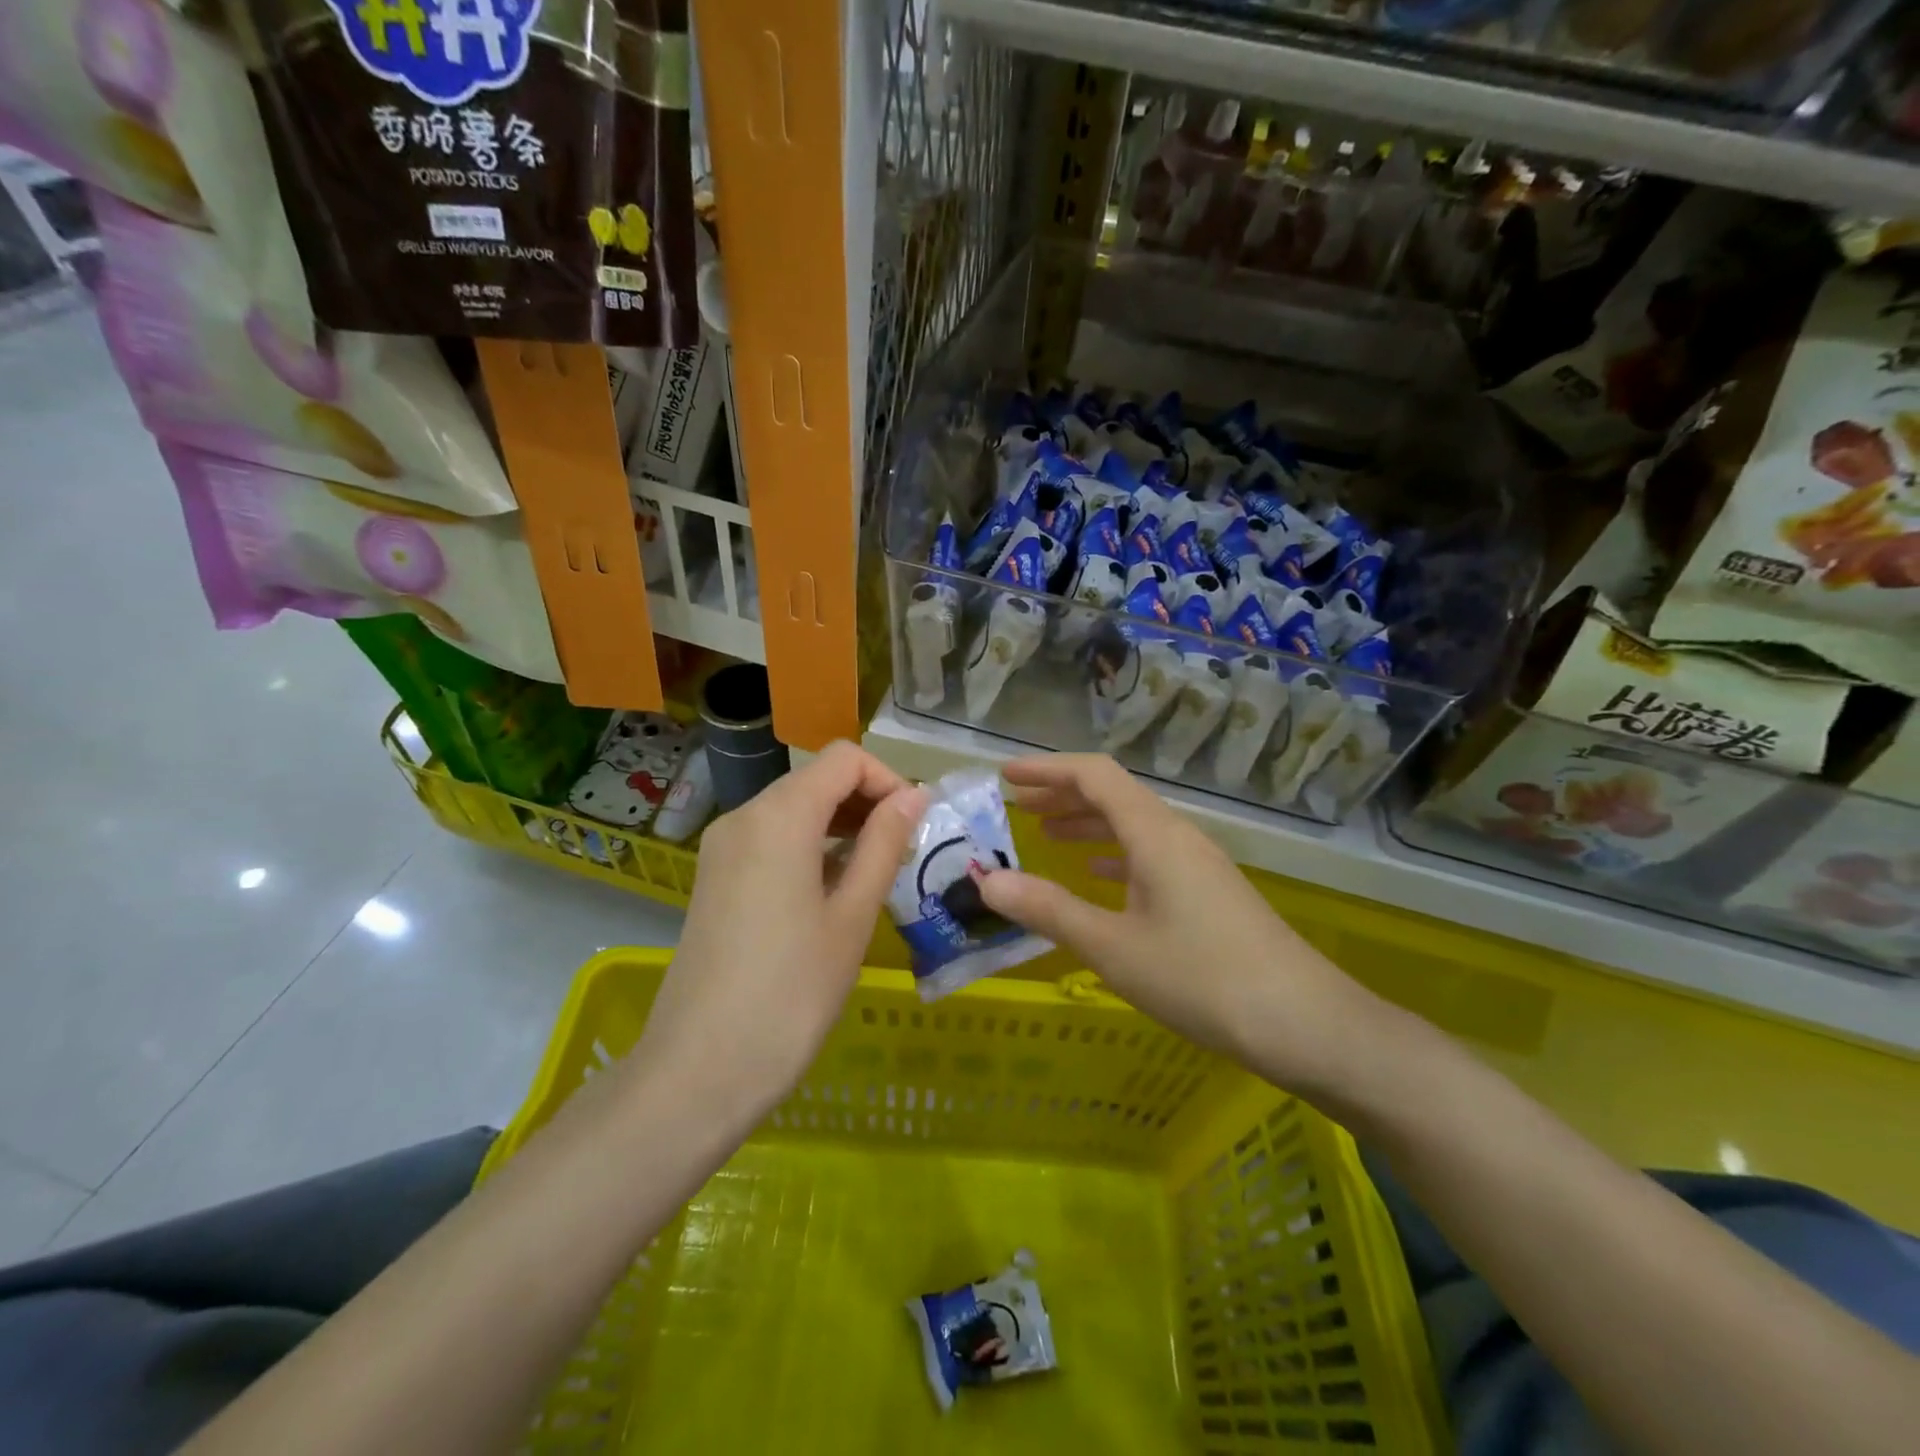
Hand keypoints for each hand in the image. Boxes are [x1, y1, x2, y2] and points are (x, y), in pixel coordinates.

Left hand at [632, 742, 927, 1122]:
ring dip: (840, 824)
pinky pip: (771, 838)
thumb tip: (914, 796)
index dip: (888, 779)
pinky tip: (833, 889)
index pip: (845, 759)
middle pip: (816, 779)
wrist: (699, 1069)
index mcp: (779, 817)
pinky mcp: (715, 877)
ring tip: (876, 870)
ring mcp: (723, 847)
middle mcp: (744, 817)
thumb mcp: (852, 916)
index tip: (915, 825)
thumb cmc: (791, 993)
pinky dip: (810, 845)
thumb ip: (884, 845)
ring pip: (793, 808)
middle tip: (904, 851)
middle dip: (866, 801)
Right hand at [977, 754, 1376, 1095]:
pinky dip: (1113, 856)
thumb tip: (987, 881)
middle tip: (1015, 805)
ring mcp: (1198, 864)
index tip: (1005, 775)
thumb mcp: (1112, 947)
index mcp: (1154, 834)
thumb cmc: (1201, 979)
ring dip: (1087, 824)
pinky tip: (1096, 877)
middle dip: (1061, 794)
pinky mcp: (1209, 893)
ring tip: (1045, 835)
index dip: (1047, 769)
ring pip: (1132, 826)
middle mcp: (1177, 836)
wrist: (1305, 1024)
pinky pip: (1150, 856)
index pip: (1094, 775)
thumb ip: (1048, 910)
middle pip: (1113, 795)